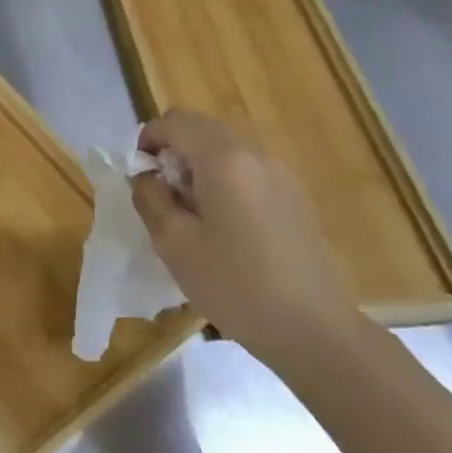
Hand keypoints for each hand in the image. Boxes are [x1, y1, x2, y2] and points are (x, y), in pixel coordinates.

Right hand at [130, 110, 358, 365]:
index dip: (148, 140)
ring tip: (191, 215)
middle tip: (161, 196)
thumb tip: (147, 175)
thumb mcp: (174, 243)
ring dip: (198, 167)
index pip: (175, 122)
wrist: (313, 330)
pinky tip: (225, 228)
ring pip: (226, 149)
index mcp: (224, 159)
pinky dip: (224, 181)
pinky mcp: (294, 197)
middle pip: (203, 129)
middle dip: (173, 151)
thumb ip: (150, 197)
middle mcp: (255, 155)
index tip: (139, 177)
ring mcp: (281, 174)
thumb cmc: (235, 285)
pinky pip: (248, 171)